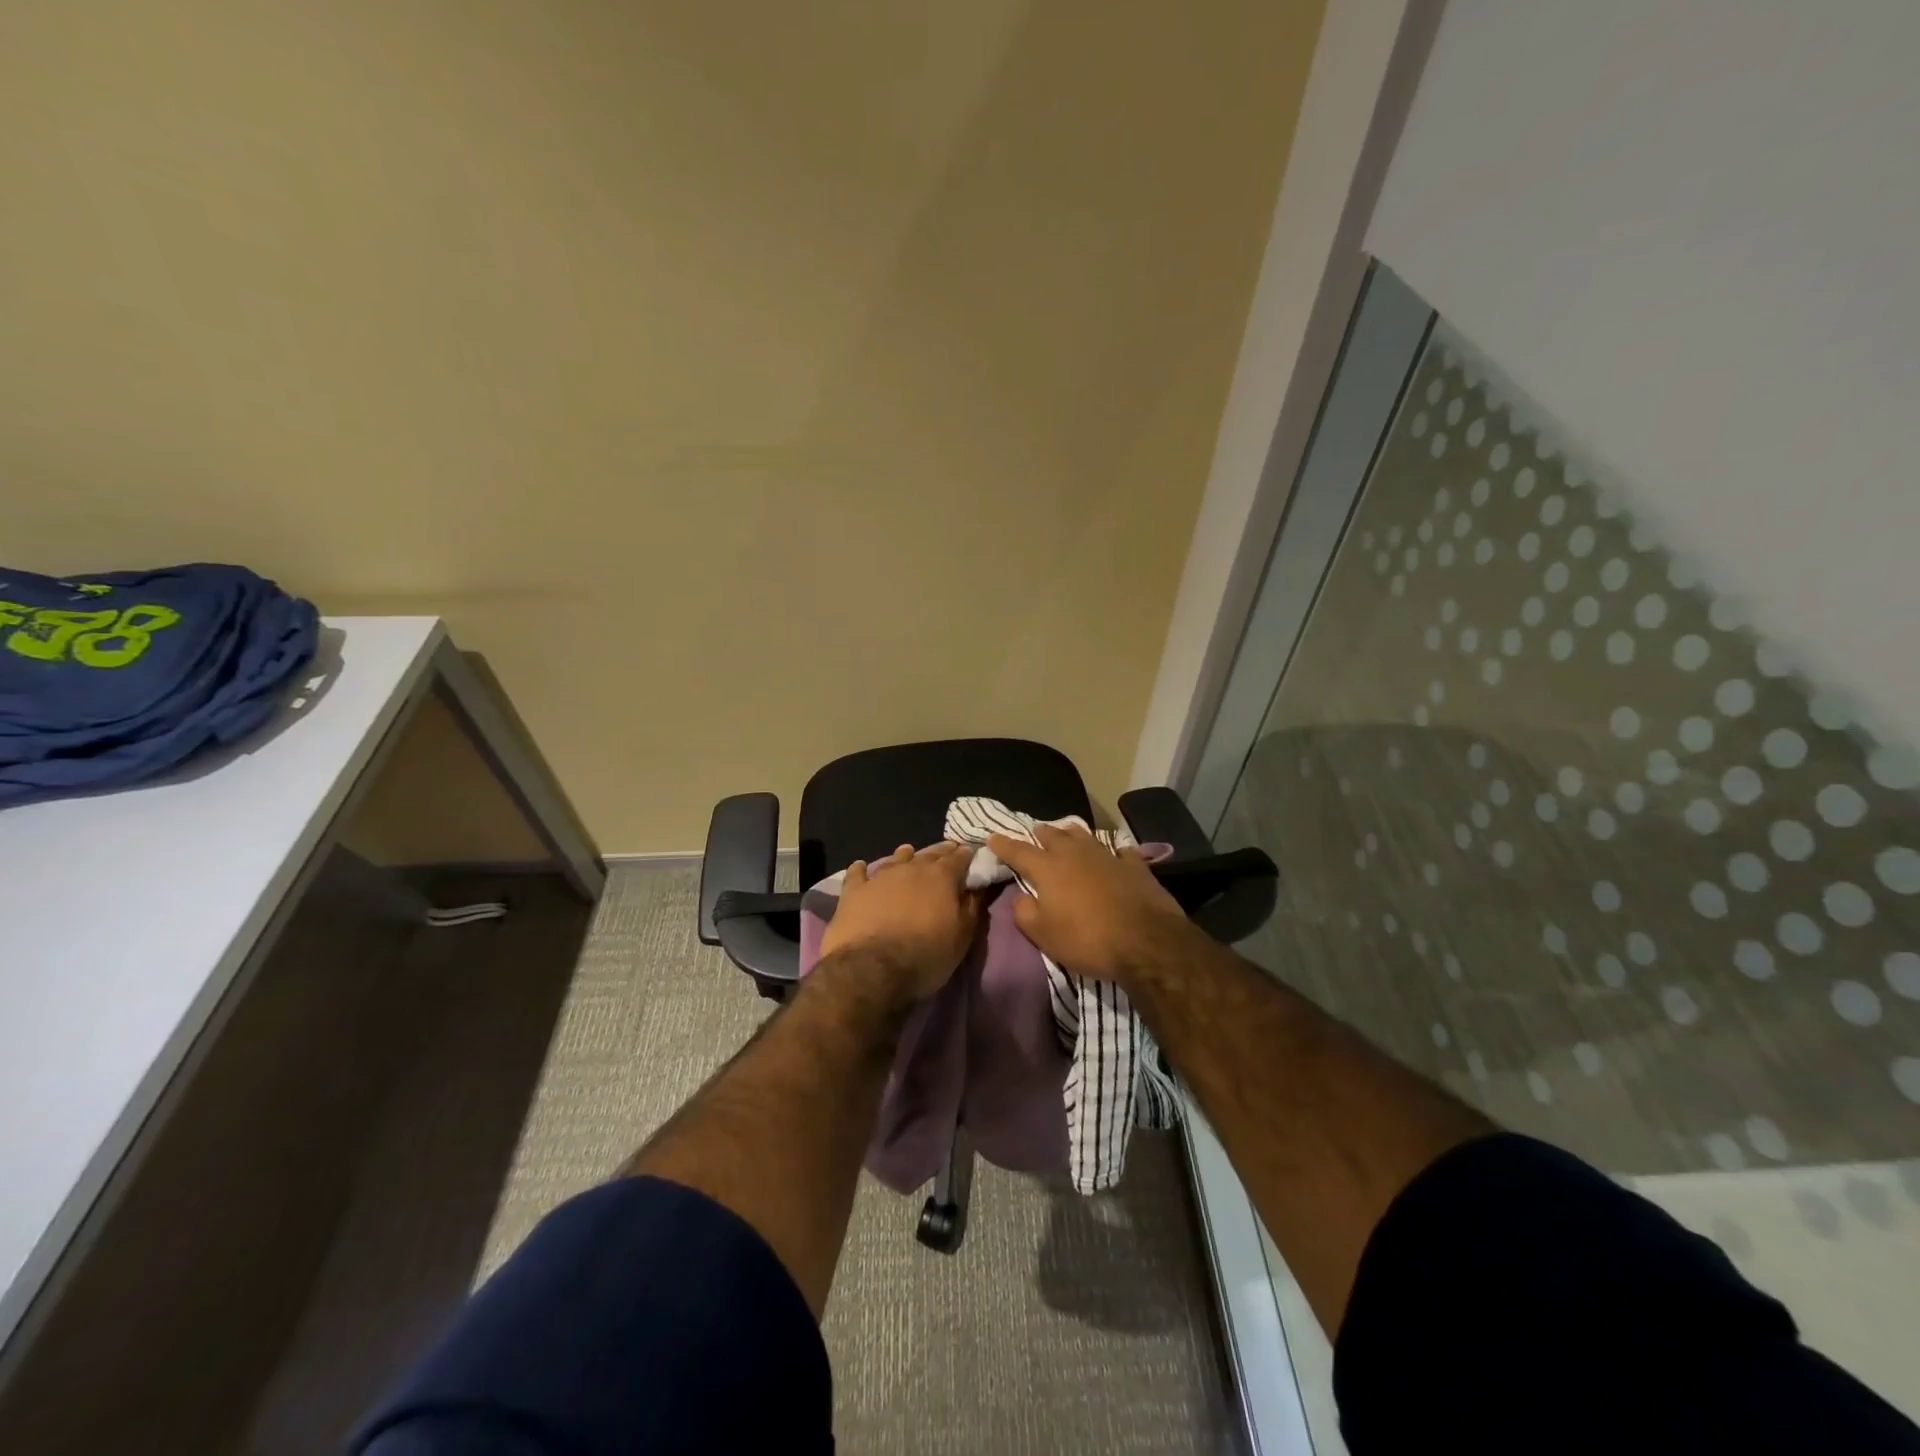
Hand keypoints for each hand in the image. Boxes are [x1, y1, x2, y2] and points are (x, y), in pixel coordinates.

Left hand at [820, 843, 980, 1001]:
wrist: (873, 969)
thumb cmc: (926, 954)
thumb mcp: (962, 936)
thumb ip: (972, 907)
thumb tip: (978, 886)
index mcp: (941, 877)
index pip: (959, 858)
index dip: (966, 855)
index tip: (970, 854)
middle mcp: (911, 868)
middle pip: (929, 853)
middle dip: (940, 852)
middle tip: (946, 851)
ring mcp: (880, 877)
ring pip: (896, 858)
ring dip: (904, 856)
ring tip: (908, 853)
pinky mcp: (854, 891)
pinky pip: (857, 873)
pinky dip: (861, 869)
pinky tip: (861, 867)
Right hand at [986, 822, 1186, 983]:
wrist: (1146, 941)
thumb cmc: (1087, 939)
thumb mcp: (1043, 935)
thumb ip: (1024, 913)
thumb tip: (1020, 898)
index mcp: (1048, 869)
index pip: (1018, 851)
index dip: (1003, 845)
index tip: (992, 838)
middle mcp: (1075, 854)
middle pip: (1053, 835)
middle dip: (1040, 834)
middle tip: (1035, 833)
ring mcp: (1107, 856)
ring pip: (1084, 836)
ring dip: (1072, 834)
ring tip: (1067, 833)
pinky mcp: (1134, 866)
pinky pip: (1120, 851)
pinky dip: (1113, 850)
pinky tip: (1115, 852)